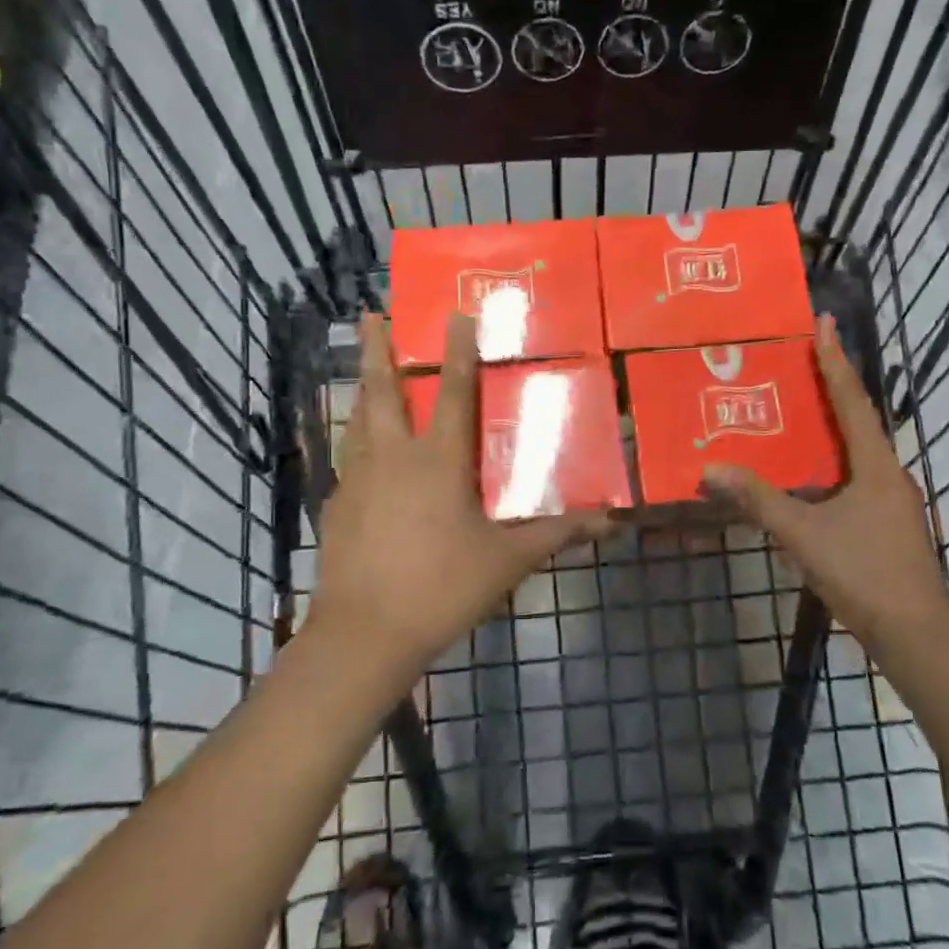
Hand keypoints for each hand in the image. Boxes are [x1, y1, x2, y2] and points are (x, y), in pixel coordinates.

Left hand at [312, 313, 609, 683]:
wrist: (364, 635)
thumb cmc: (442, 587)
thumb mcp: (507, 560)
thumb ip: (557, 534)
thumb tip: (612, 521)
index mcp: (438, 460)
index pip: (454, 392)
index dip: (458, 351)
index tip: (454, 313)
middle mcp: (393, 457)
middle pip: (382, 390)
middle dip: (377, 350)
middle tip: (370, 315)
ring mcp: (358, 479)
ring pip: (358, 420)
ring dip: (362, 388)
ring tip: (362, 369)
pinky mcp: (337, 506)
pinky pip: (348, 459)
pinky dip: (355, 441)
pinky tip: (360, 453)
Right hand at [702, 315, 948, 648]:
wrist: (916, 635)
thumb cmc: (864, 573)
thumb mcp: (803, 534)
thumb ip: (758, 500)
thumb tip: (711, 469)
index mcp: (876, 466)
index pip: (852, 401)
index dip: (835, 361)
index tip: (825, 324)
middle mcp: (889, 474)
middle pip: (859, 420)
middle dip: (833, 387)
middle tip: (802, 360)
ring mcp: (892, 502)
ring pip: (858, 452)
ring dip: (833, 427)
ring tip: (799, 409)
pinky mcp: (888, 525)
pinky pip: (855, 477)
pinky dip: (832, 463)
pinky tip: (809, 474)